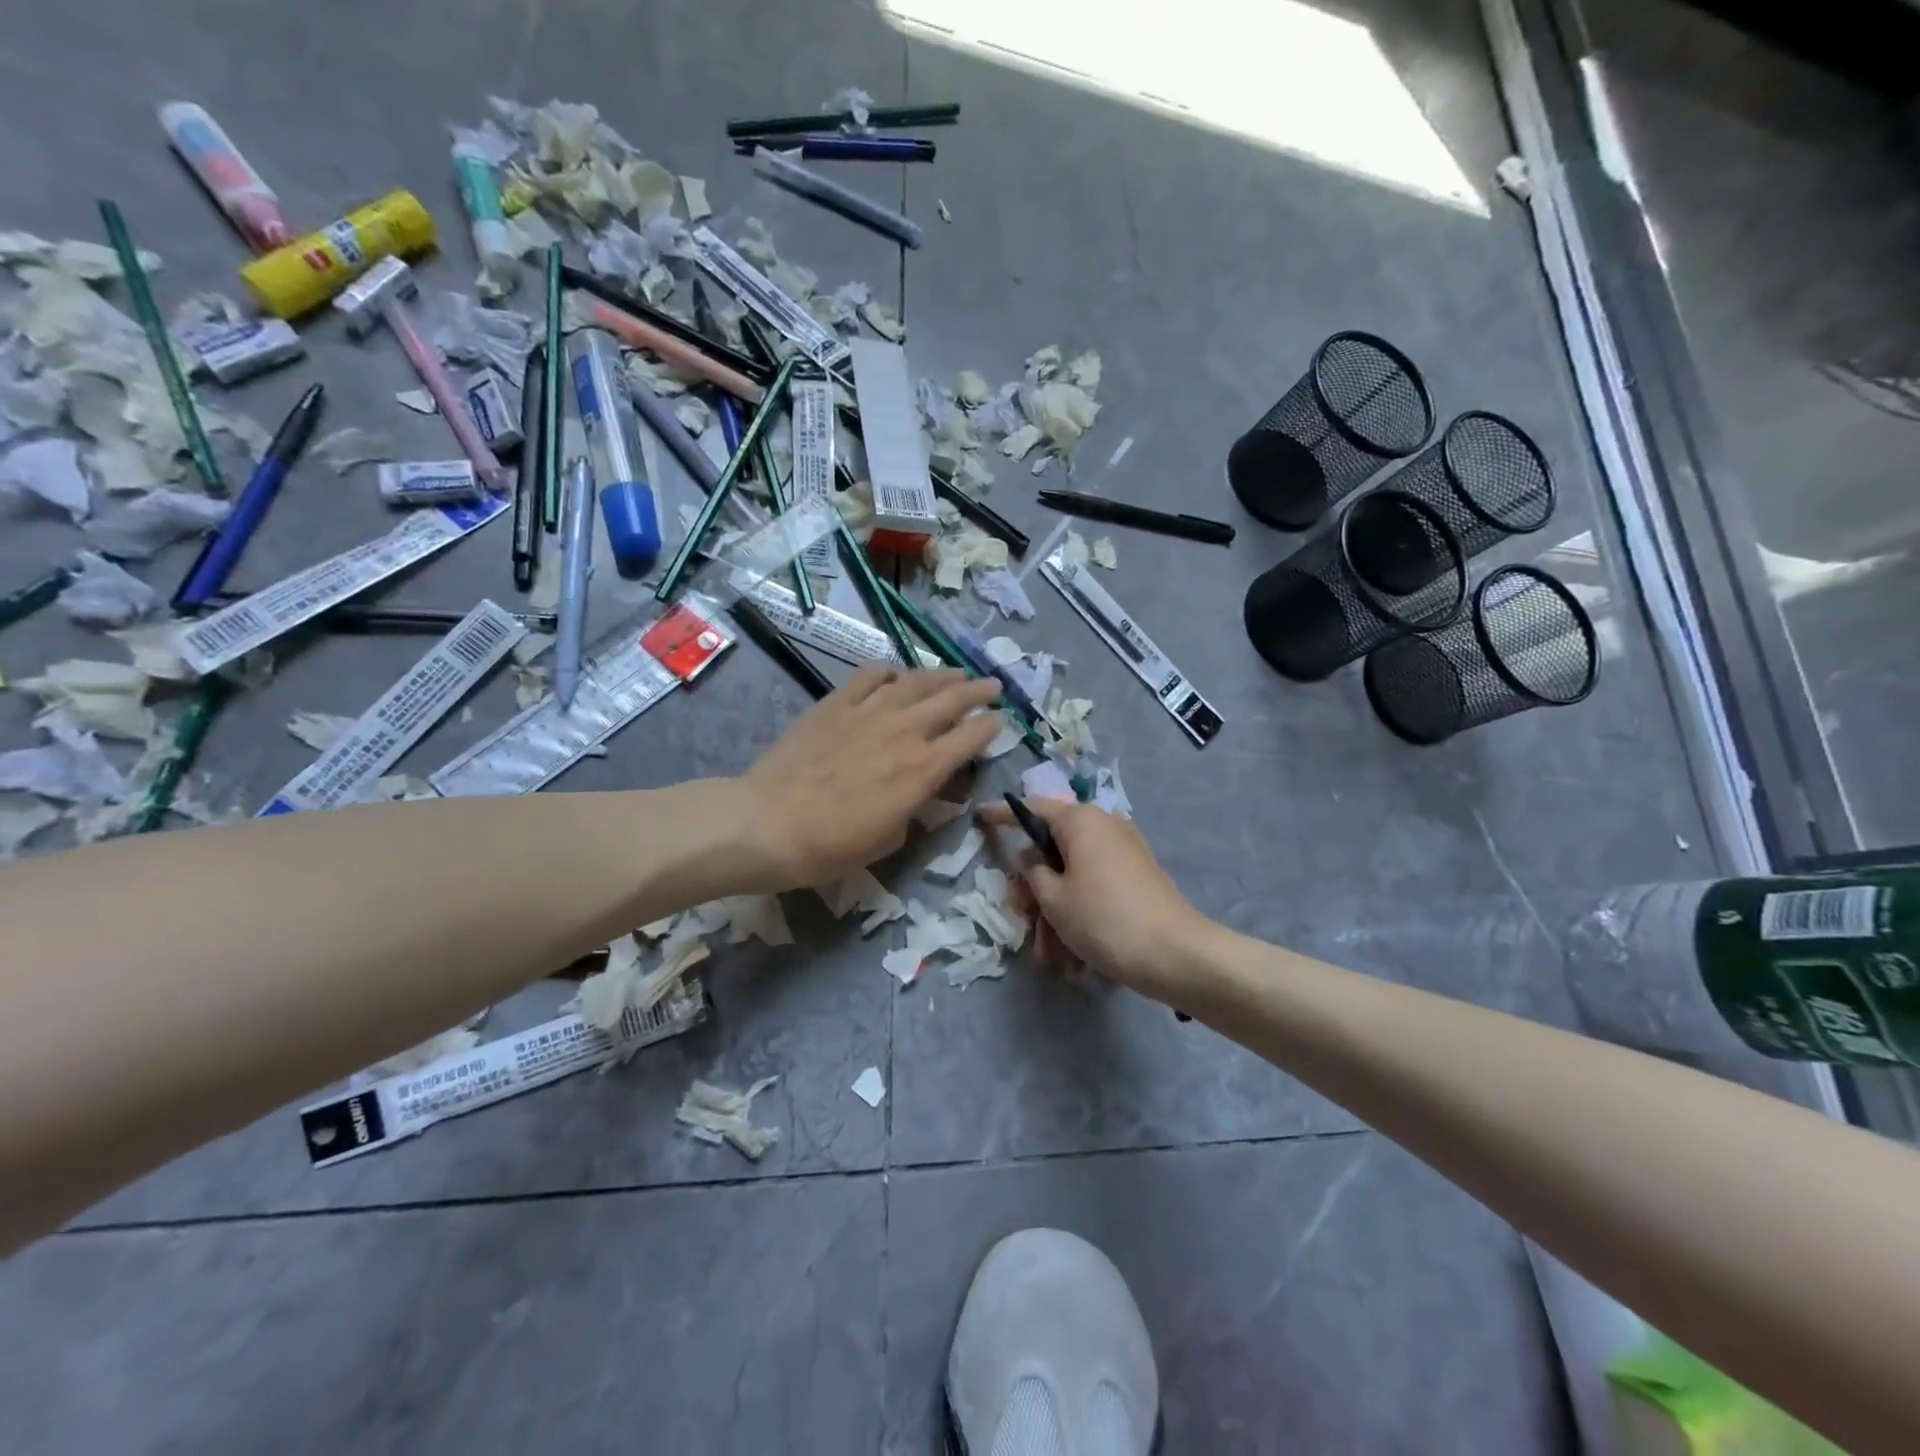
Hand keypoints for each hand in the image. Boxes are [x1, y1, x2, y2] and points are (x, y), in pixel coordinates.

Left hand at [741, 666, 1000, 891]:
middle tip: (993, 685)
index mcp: (923, 769)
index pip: (970, 739)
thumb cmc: (832, 846)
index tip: (1001, 721)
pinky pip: (870, 676)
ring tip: (956, 673)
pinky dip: (889, 672)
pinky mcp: (836, 703)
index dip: (991, 727)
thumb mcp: (889, 839)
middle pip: (952, 700)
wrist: (770, 823)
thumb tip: (919, 791)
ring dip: (942, 675)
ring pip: (916, 681)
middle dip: (979, 691)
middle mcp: (904, 731)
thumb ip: (913, 808)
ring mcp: (869, 711)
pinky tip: (895, 674)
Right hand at [979, 797, 1207, 1003]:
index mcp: (1080, 821)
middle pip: (1053, 849)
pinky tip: (1076, 958)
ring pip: (1074, 876)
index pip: (1032, 809)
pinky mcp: (1138, 876)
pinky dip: (1080, 915)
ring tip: (1053, 959)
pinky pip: (1096, 888)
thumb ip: (1032, 872)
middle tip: (1023, 919)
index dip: (1004, 815)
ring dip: (1057, 914)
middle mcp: (1103, 826)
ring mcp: (1124, 851)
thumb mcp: (1053, 899)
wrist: (1174, 954)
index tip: (981, 816)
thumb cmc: (1103, 919)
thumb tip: (1030, 857)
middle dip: (1034, 889)